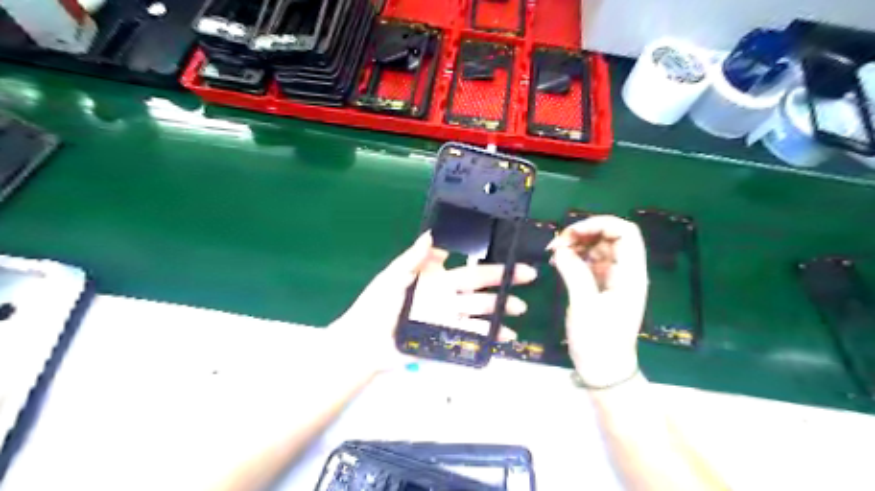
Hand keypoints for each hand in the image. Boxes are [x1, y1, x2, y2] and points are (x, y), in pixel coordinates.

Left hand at [328, 232, 533, 369]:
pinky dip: (489, 336)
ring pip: (481, 312)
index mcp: (437, 278)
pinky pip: (472, 336)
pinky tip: (505, 336)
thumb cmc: (377, 303)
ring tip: (519, 309)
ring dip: (501, 310)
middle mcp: (448, 296)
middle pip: (481, 287)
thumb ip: (414, 257)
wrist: (365, 340)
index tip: (507, 256)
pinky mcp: (447, 338)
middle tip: (527, 276)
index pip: (467, 267)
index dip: (486, 262)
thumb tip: (432, 233)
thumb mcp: (393, 275)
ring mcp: (449, 318)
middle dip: (504, 282)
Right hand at [545, 215, 648, 387]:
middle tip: (557, 243)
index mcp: (630, 274)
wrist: (603, 369)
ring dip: (576, 243)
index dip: (600, 224)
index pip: (625, 233)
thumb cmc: (598, 341)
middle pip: (610, 236)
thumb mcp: (585, 306)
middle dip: (583, 232)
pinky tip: (559, 261)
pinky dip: (574, 256)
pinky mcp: (601, 285)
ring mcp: (613, 277)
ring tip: (554, 252)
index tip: (572, 233)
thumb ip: (574, 273)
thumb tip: (560, 250)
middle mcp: (625, 271)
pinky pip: (589, 260)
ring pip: (598, 246)